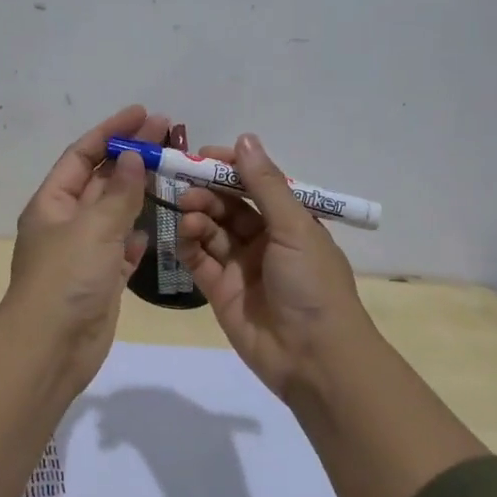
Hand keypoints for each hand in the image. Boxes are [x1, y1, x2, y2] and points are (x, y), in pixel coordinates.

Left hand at [2, 103, 166, 389]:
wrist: (51, 348)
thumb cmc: (66, 279)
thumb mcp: (93, 228)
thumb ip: (118, 193)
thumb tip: (134, 157)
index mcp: (52, 204)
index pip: (82, 155)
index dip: (111, 131)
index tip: (143, 113)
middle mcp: (65, 223)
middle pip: (100, 180)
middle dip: (131, 156)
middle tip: (168, 134)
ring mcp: (83, 253)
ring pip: (114, 213)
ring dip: (138, 192)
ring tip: (171, 171)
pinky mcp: (101, 279)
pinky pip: (121, 248)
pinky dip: (136, 235)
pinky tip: (154, 226)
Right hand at [174, 133, 373, 401]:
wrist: (313, 358)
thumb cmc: (312, 284)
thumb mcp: (294, 227)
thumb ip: (265, 184)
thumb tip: (245, 139)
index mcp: (290, 221)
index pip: (255, 185)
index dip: (230, 168)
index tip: (202, 156)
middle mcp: (265, 240)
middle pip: (229, 206)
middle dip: (207, 192)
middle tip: (185, 186)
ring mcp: (241, 266)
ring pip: (211, 231)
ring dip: (197, 216)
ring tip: (188, 213)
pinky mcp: (220, 291)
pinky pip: (199, 260)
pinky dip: (188, 244)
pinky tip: (183, 235)